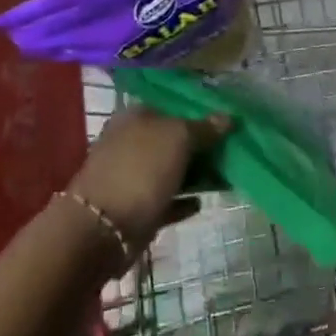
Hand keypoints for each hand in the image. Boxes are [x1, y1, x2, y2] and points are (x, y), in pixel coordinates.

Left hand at [68, 108, 230, 253]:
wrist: (103, 229)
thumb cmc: (141, 169)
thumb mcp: (178, 138)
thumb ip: (203, 128)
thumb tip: (228, 116)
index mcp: (136, 116)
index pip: (172, 106)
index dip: (199, 112)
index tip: (226, 122)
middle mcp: (131, 141)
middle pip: (172, 139)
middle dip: (200, 145)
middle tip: (231, 151)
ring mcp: (132, 176)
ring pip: (170, 169)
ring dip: (195, 174)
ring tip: (225, 177)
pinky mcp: (136, 208)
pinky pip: (166, 199)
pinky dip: (182, 200)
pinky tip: (201, 202)